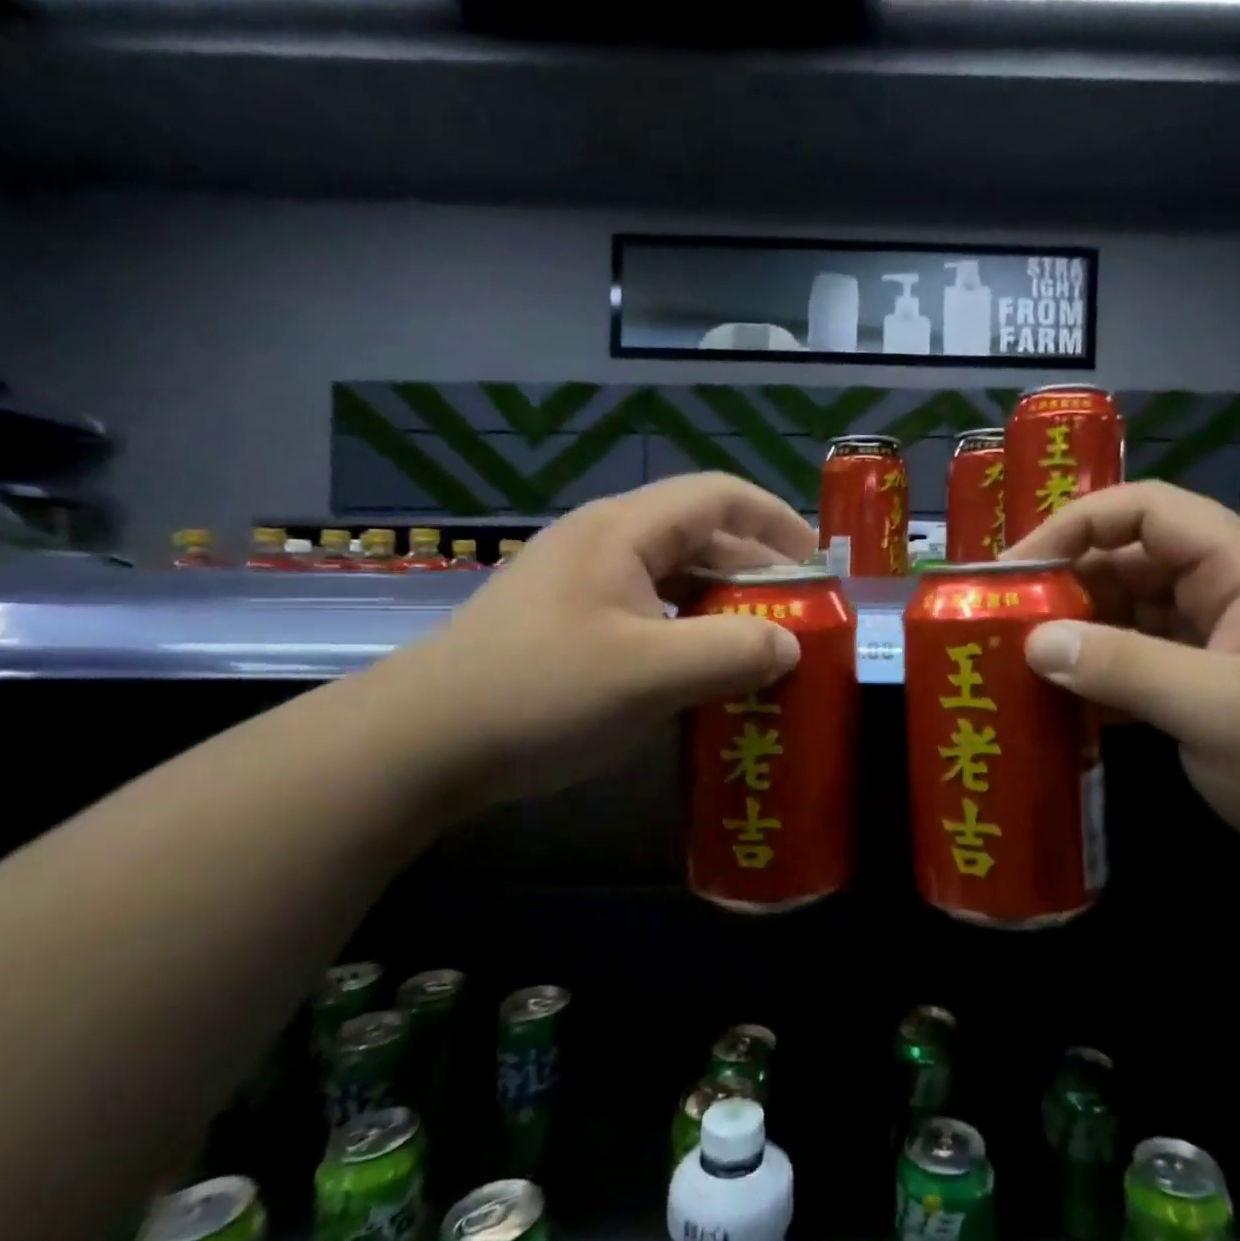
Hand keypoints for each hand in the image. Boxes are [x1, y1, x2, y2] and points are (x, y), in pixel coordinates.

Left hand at [372, 474, 814, 798]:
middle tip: (802, 619)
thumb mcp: (651, 674)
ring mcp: (583, 582)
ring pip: (675, 578)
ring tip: (764, 649)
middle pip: (702, 537)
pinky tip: (703, 673)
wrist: (419, 743)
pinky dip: (689, 632)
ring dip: (724, 607)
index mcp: (625, 531)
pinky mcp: (569, 621)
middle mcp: (605, 542)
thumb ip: (734, 653)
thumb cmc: (541, 694)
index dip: (779, 522)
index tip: (821, 565)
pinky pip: (649, 611)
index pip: (720, 497)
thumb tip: (793, 646)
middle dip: (759, 573)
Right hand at [1003, 481, 1239, 899]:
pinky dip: (1096, 676)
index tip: (1014, 569)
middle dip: (1063, 586)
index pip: (1141, 510)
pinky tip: (1058, 703)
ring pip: (1126, 615)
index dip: (1073, 525)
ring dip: (1075, 634)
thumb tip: (1033, 639)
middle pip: (1125, 561)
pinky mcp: (1205, 689)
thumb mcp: (1220, 709)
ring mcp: (1213, 642)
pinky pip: (1135, 663)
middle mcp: (1221, 591)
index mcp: (1237, 566)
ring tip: (1016, 664)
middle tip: (1001, 624)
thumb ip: (1123, 668)